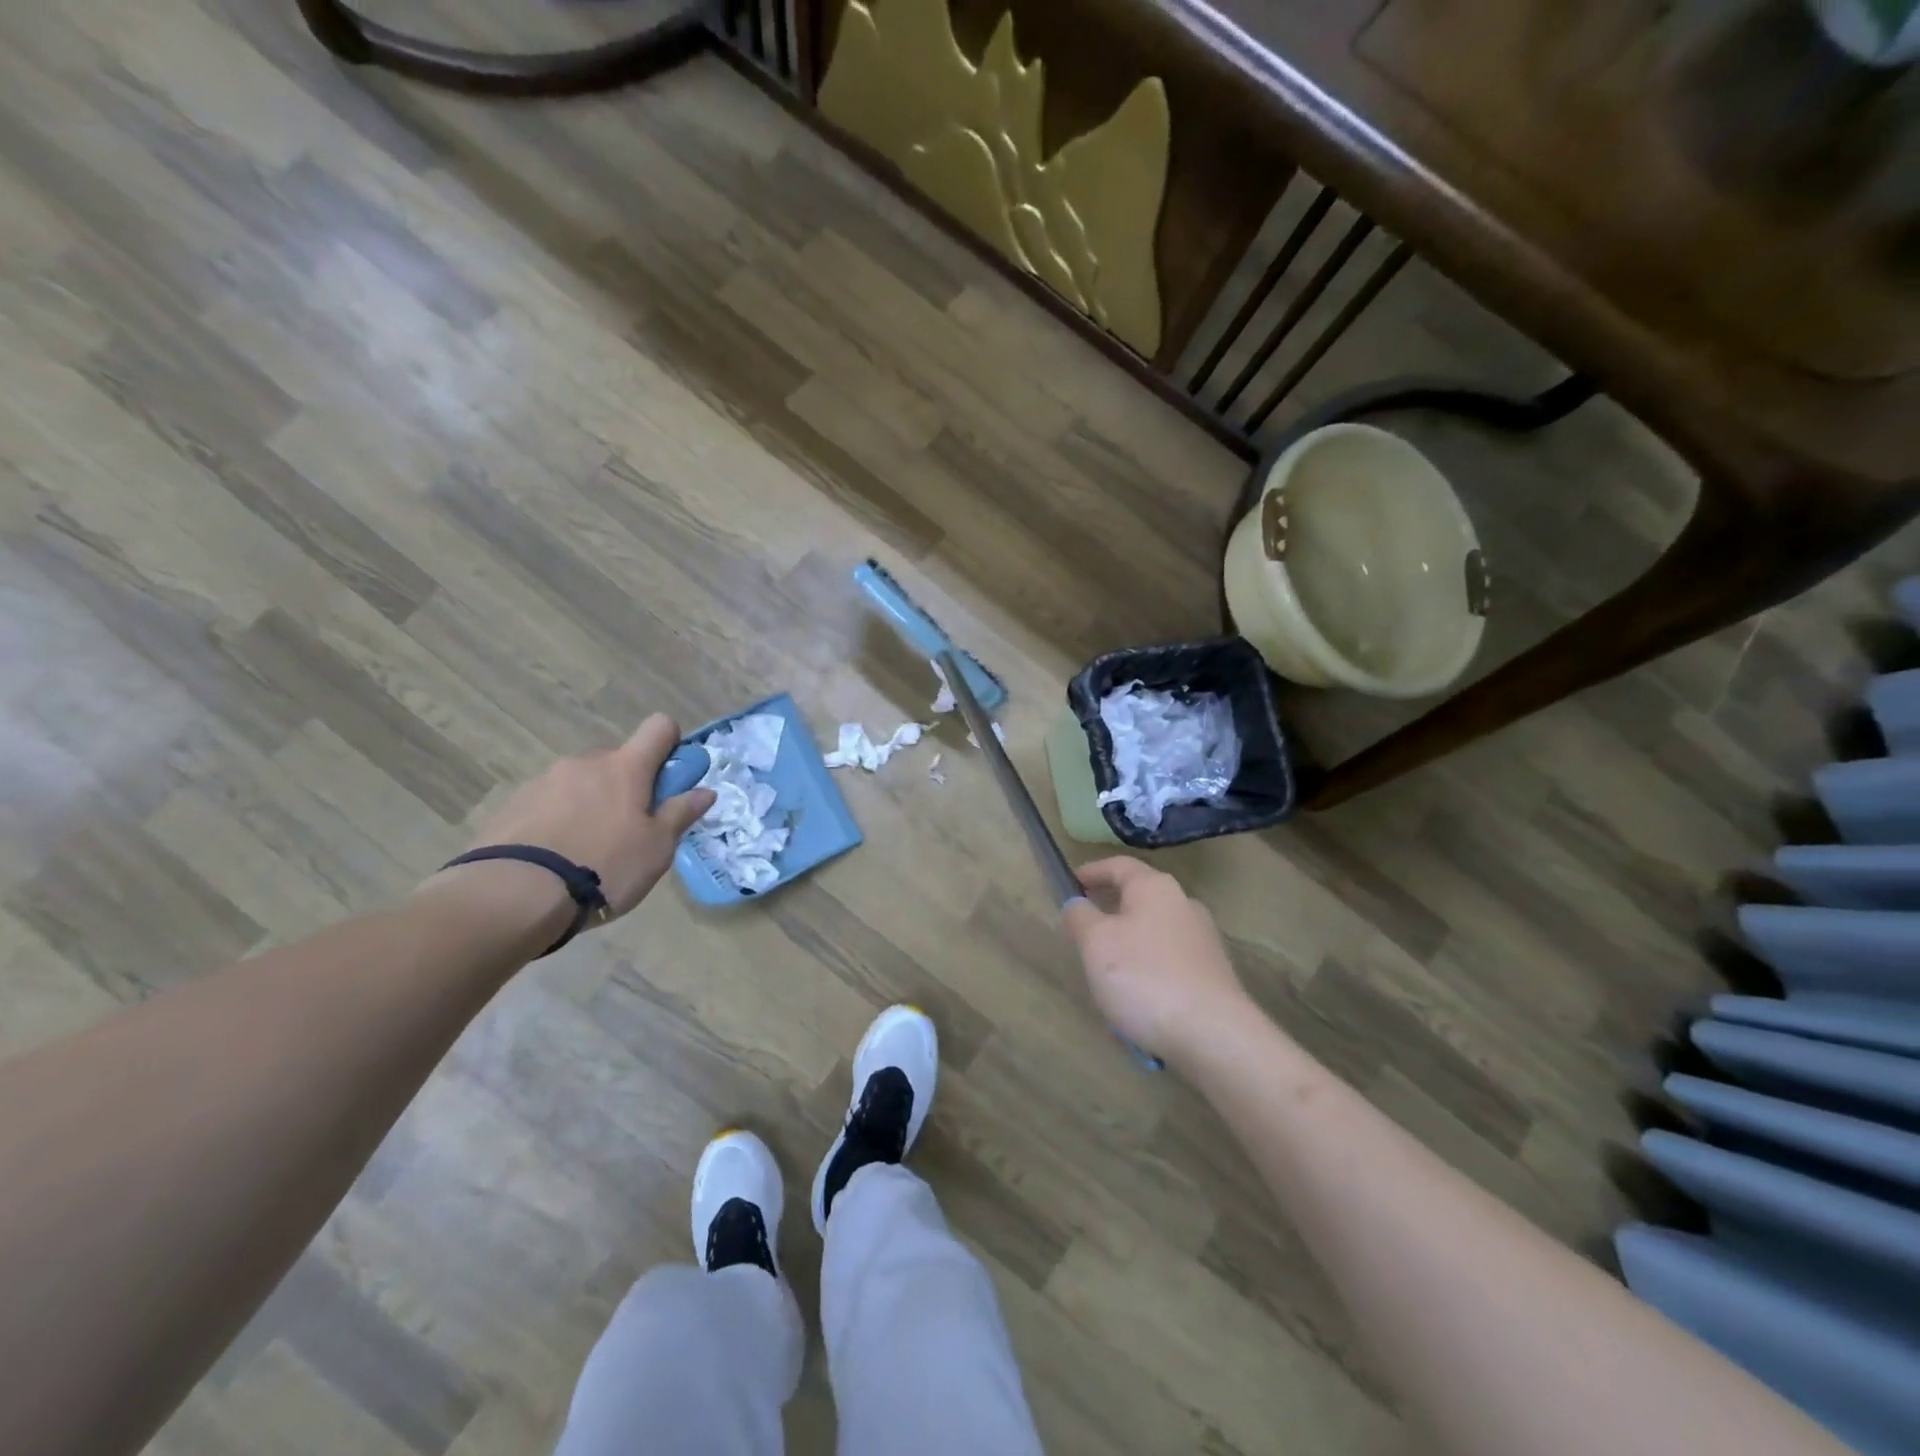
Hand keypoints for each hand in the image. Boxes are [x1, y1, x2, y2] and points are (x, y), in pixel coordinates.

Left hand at [437, 716, 714, 922]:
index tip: (670, 781)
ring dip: (592, 804)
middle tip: (630, 830)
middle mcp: (584, 763)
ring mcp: (544, 781)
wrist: (513, 895)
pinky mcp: (512, 804)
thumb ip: (680, 814)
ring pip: (582, 783)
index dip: (671, 746)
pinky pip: (549, 803)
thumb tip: (705, 791)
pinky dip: (559, 820)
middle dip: (628, 786)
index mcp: (625, 767)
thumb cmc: (603, 867)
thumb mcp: (657, 848)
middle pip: (618, 760)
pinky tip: (556, 858)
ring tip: (587, 852)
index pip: (659, 728)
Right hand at [1064, 858, 1250, 1065]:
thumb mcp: (1095, 942)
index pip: (1118, 865)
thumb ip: (1079, 916)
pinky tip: (1133, 1009)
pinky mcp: (1212, 976)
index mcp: (1155, 888)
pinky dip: (1146, 977)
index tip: (1068, 883)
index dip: (1091, 872)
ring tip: (1103, 980)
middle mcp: (1184, 905)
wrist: (1214, 1036)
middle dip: (1108, 914)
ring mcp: (1202, 941)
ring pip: (1151, 937)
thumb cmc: (1145, 977)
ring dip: (1126, 951)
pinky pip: (1167, 967)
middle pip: (1138, 900)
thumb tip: (1078, 904)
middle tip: (1081, 933)